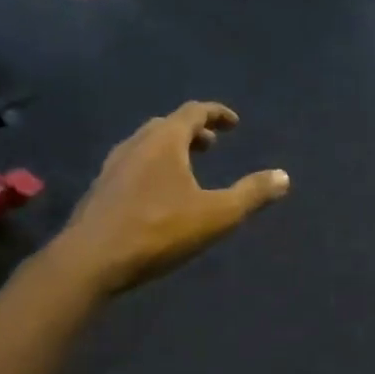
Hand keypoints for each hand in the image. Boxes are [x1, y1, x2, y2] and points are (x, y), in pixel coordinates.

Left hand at [61, 102, 289, 296]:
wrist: (90, 262)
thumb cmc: (158, 230)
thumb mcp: (216, 215)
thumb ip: (251, 194)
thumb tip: (284, 177)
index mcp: (164, 141)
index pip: (194, 111)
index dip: (217, 113)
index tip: (234, 124)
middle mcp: (136, 144)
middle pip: (167, 125)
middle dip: (193, 132)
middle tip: (211, 146)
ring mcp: (112, 167)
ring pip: (145, 145)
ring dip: (170, 149)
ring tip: (186, 169)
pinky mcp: (99, 190)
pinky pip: (131, 165)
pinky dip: (151, 167)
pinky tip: (156, 194)